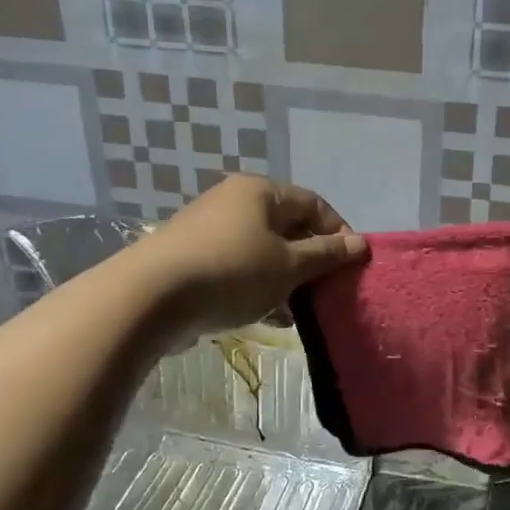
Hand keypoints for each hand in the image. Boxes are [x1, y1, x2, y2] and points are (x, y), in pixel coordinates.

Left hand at [137, 175, 367, 332]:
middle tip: (328, 290)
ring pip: (263, 251)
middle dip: (312, 259)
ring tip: (301, 310)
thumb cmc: (232, 272)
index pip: (314, 204)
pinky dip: (259, 287)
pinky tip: (270, 317)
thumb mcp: (289, 265)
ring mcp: (209, 230)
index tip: (352, 265)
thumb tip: (361, 244)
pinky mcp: (192, 258)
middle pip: (287, 227)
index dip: (339, 232)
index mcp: (260, 192)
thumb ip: (327, 254)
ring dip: (287, 279)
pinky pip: (239, 268)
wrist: (149, 297)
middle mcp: (234, 201)